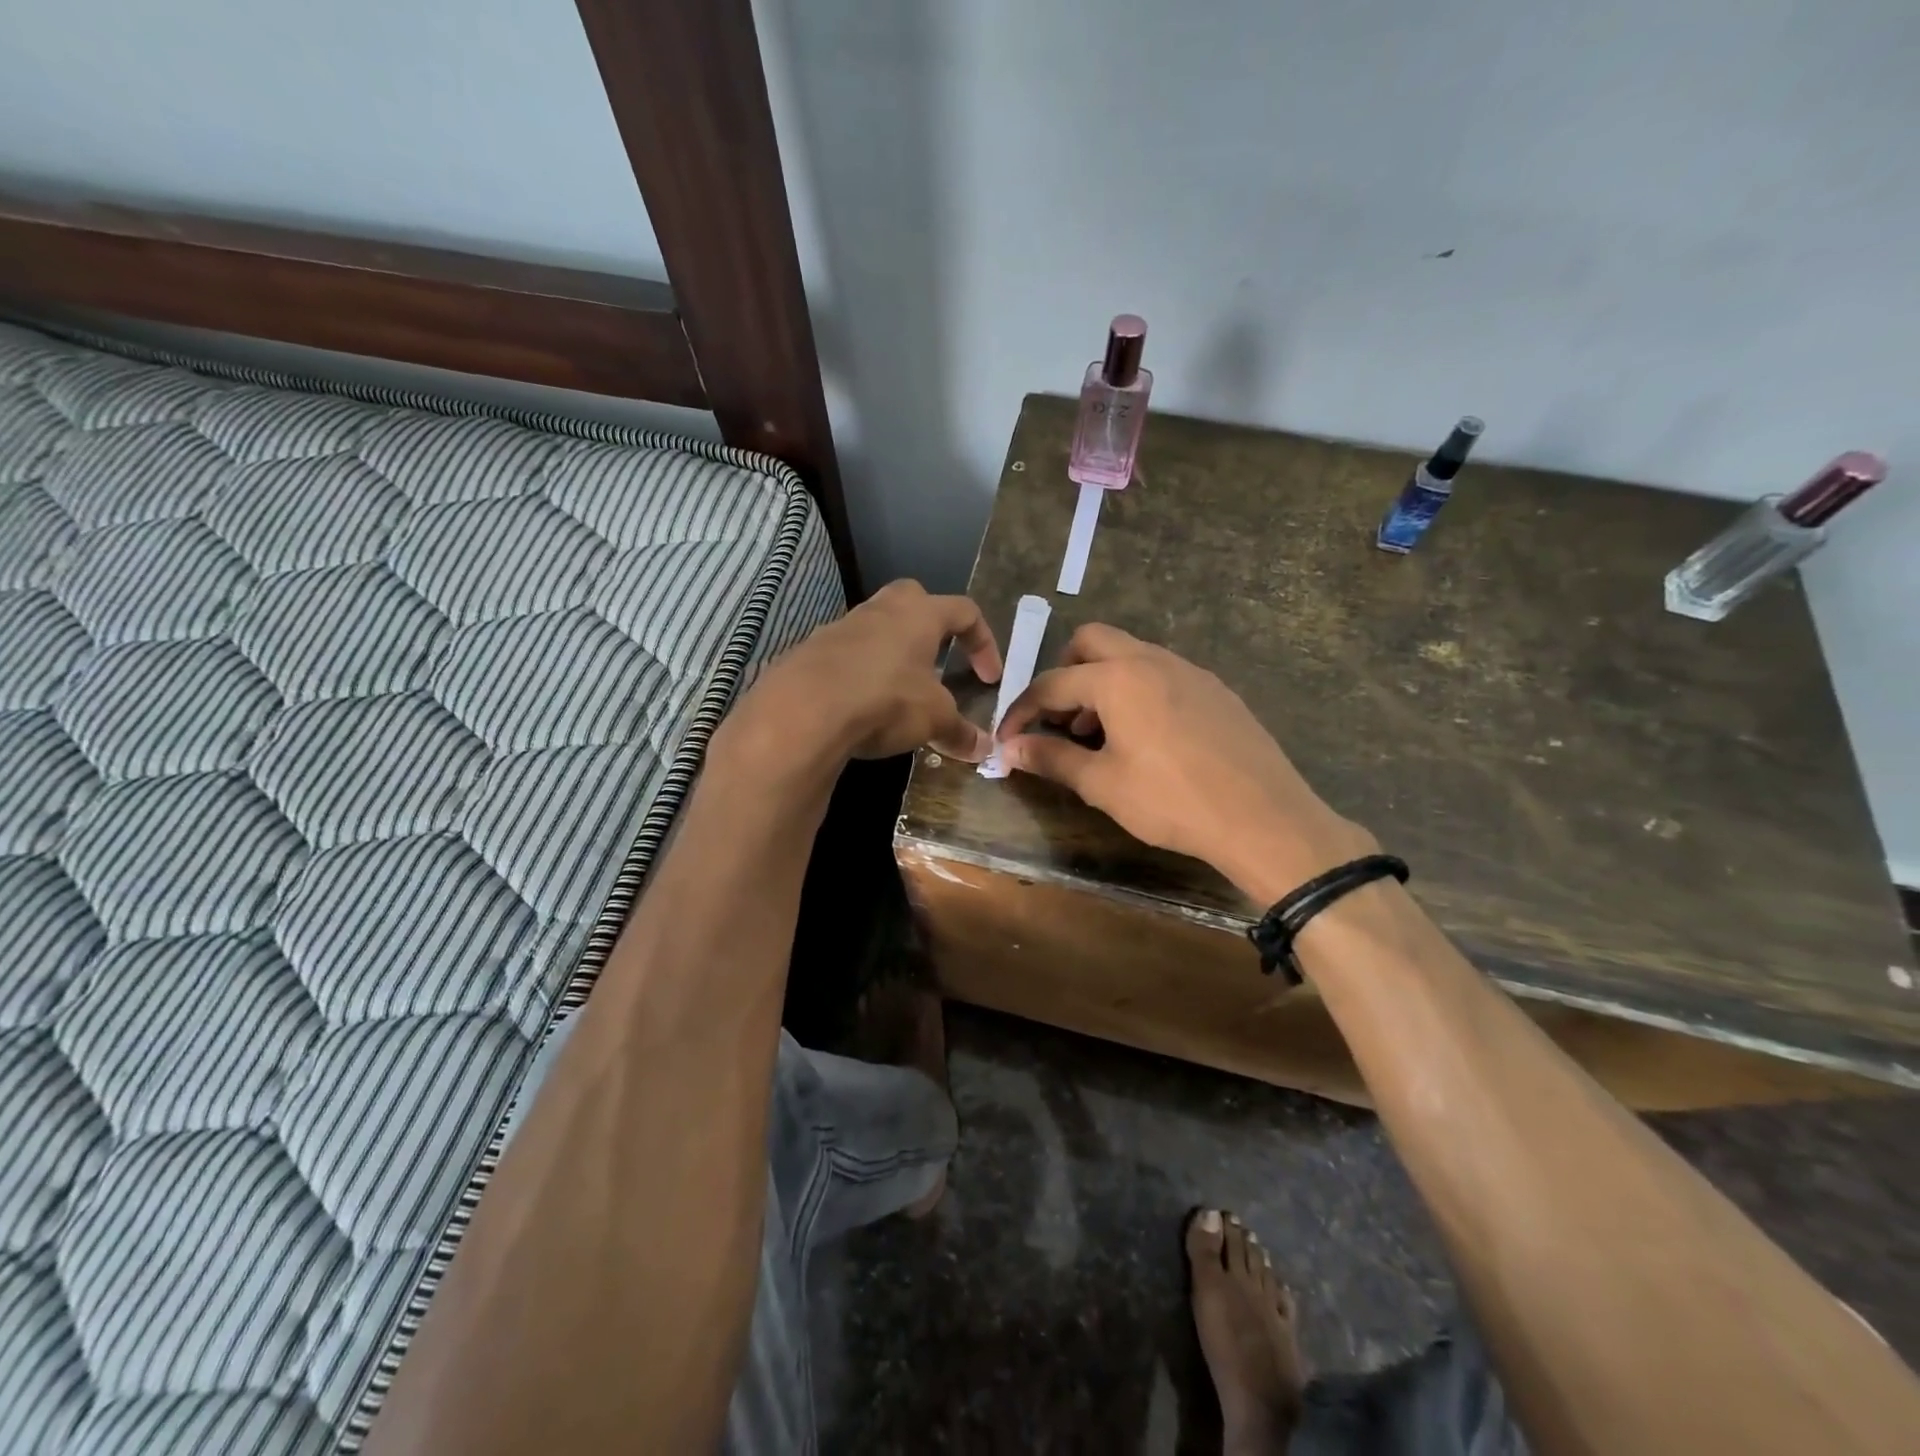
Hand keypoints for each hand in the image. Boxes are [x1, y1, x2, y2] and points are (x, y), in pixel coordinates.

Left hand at [731, 580, 1002, 769]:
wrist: (804, 709)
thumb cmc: (885, 699)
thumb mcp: (933, 719)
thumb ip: (960, 731)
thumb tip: (984, 750)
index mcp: (919, 614)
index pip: (964, 611)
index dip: (984, 642)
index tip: (989, 678)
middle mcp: (880, 610)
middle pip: (913, 598)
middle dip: (931, 624)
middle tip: (939, 658)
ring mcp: (841, 627)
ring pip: (876, 627)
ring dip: (893, 652)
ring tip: (900, 690)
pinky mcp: (810, 652)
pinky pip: (846, 655)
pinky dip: (860, 674)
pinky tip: (862, 706)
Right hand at [996, 624, 1372, 902]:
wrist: (1263, 818)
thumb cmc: (1172, 800)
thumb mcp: (1102, 784)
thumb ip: (1051, 758)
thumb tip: (1009, 749)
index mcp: (1118, 678)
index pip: (1052, 683)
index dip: (1022, 711)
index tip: (1008, 739)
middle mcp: (1152, 660)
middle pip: (1091, 642)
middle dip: (1064, 673)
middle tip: (1058, 717)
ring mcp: (1190, 671)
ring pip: (1130, 655)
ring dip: (1101, 682)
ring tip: (1097, 734)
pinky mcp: (1216, 690)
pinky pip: (1162, 674)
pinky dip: (1137, 691)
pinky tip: (1144, 737)